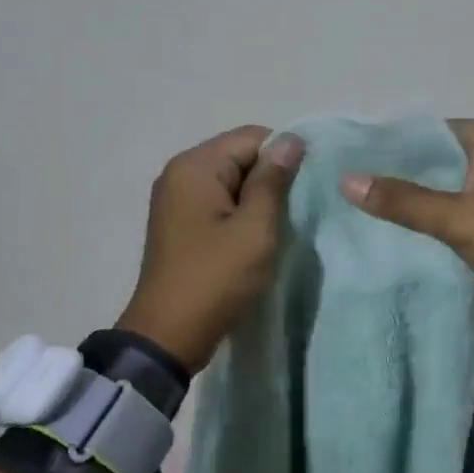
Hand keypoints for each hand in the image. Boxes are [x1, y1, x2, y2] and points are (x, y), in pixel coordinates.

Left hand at [116, 125, 304, 371]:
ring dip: (256, 198)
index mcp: (195, 166)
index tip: (306, 188)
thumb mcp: (254, 229)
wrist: (168, 335)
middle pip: (239, 155)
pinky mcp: (179, 222)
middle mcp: (180, 173)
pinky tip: (254, 238)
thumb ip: (273, 181)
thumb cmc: (215, 278)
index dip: (284, 156)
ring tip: (276, 227)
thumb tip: (291, 140)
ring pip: (231, 181)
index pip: (252, 137)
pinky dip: (239, 213)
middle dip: (269, 178)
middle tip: (294, 212)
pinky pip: (218, 202)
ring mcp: (176, 198)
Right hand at [339, 119, 473, 331]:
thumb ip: (402, 200)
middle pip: (436, 159)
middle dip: (400, 175)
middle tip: (352, 188)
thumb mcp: (456, 217)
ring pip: (447, 188)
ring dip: (417, 201)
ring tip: (368, 210)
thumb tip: (347, 181)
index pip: (429, 129)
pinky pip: (460, 211)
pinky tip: (404, 234)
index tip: (352, 160)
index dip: (391, 144)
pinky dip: (437, 220)